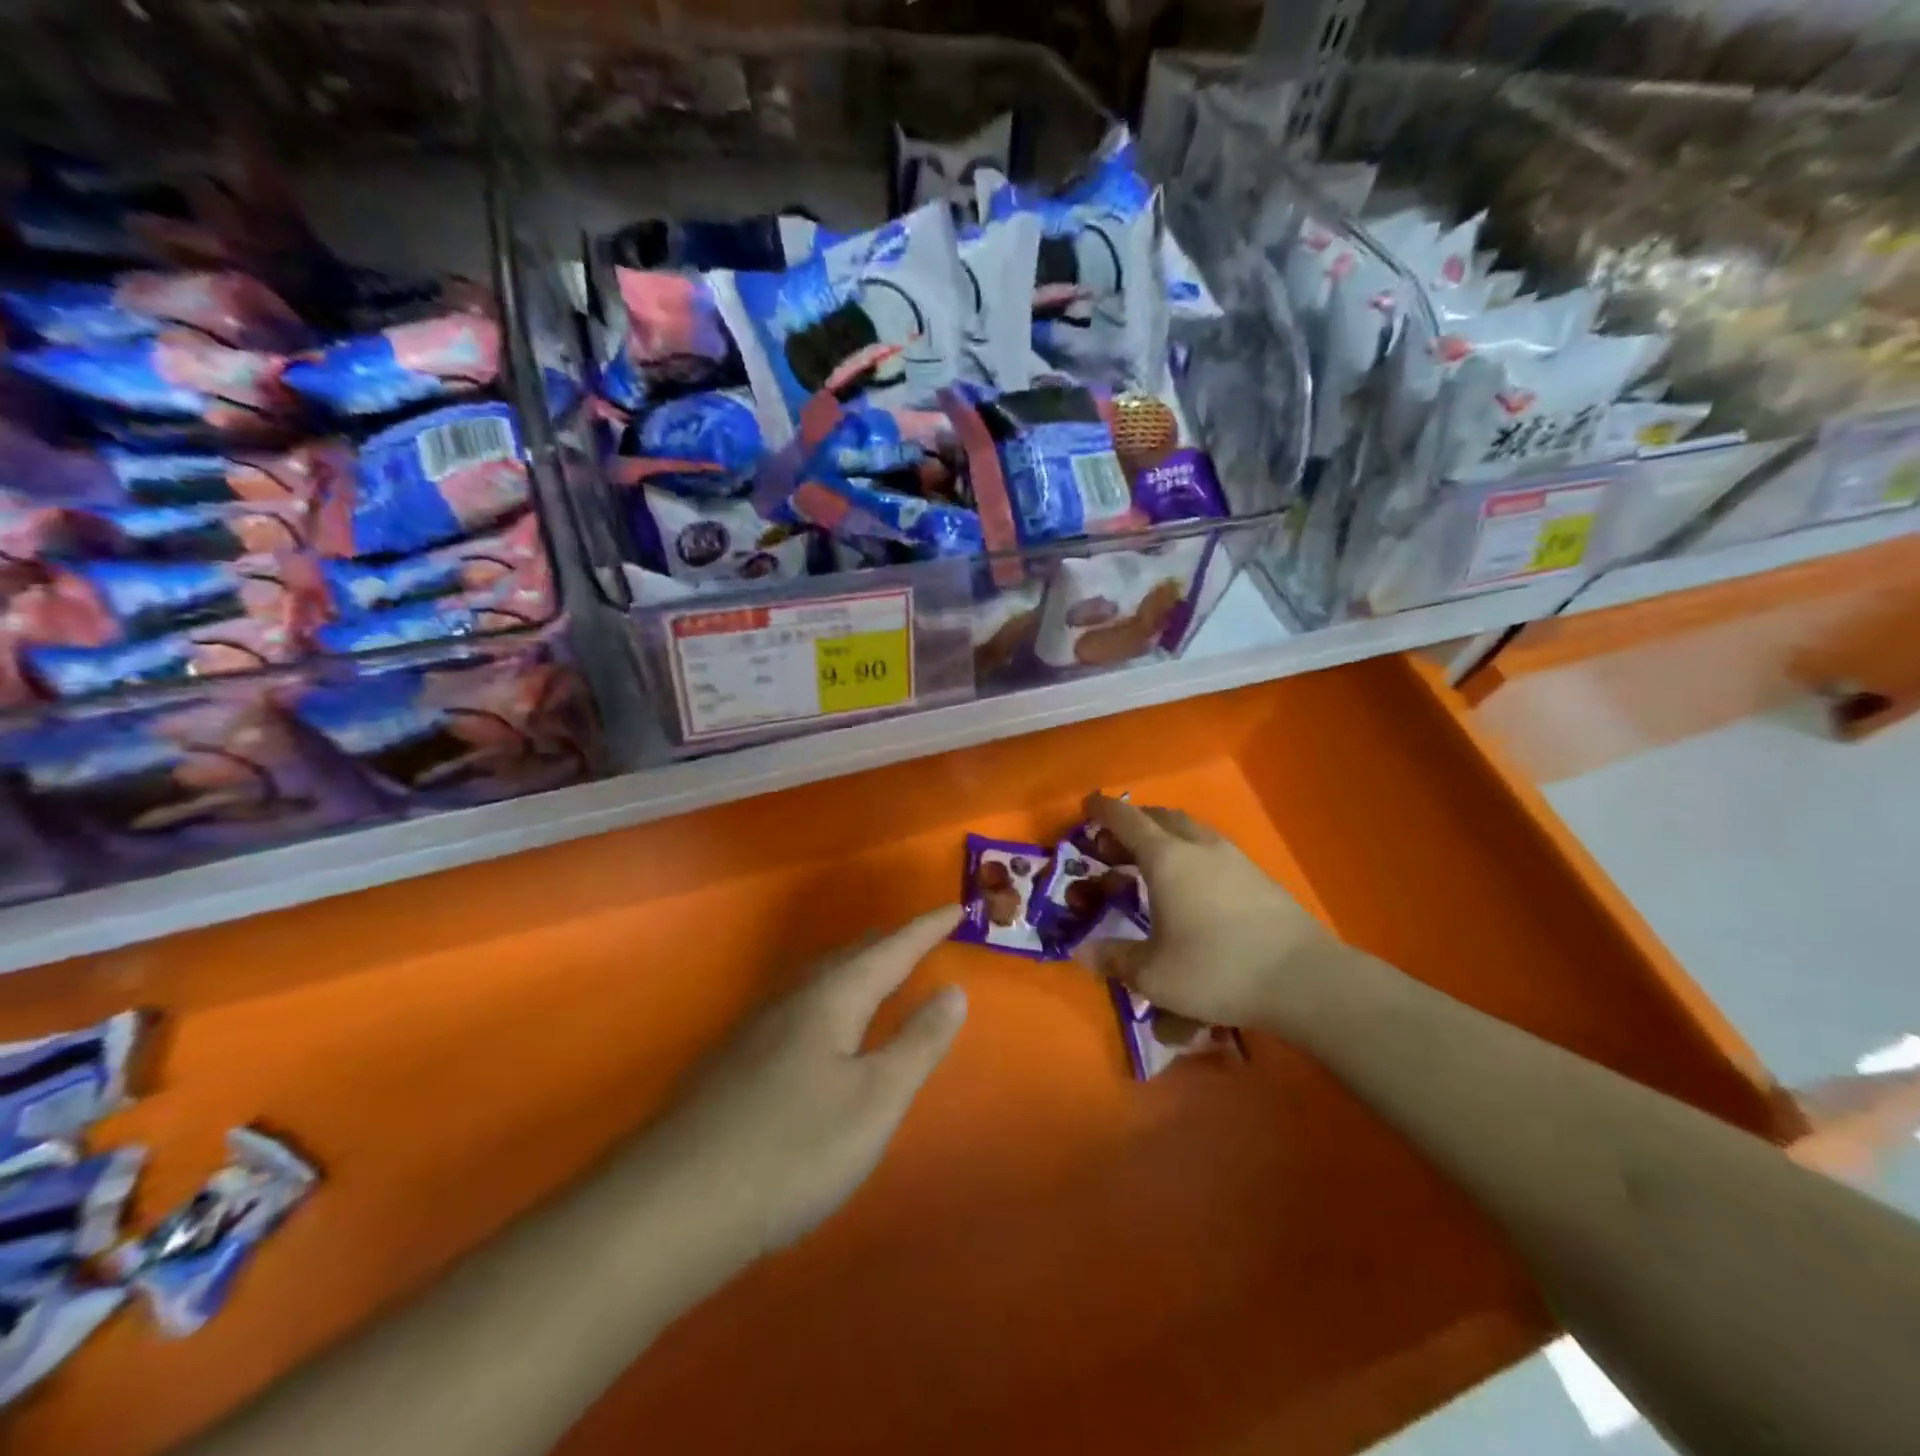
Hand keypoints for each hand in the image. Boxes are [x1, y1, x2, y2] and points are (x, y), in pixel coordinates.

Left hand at [647, 907, 967, 1259]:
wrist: (675, 1204)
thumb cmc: (794, 1148)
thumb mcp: (876, 1100)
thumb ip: (918, 1043)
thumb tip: (953, 990)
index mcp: (832, 998)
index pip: (892, 950)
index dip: (926, 928)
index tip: (956, 907)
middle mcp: (792, 999)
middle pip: (849, 957)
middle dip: (888, 944)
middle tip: (918, 937)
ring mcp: (756, 1029)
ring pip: (817, 981)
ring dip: (853, 968)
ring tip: (873, 971)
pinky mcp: (733, 1061)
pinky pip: (796, 1007)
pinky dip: (826, 998)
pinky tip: (816, 1030)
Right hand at [1076, 793, 1339, 1033]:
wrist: (1303, 979)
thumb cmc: (1217, 970)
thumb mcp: (1153, 975)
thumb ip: (1114, 959)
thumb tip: (1083, 952)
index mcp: (1165, 858)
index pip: (1125, 820)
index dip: (1102, 811)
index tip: (1086, 806)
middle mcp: (1197, 846)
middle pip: (1159, 817)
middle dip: (1132, 824)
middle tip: (1113, 845)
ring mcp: (1232, 857)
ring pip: (1189, 829)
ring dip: (1163, 835)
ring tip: (1150, 861)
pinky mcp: (1257, 875)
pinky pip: (1211, 848)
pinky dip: (1189, 852)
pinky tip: (1190, 884)